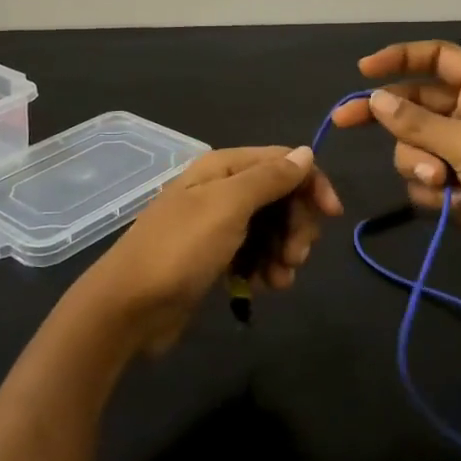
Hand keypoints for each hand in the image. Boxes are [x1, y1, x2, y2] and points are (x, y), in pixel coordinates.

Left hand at [77, 145, 342, 354]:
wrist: (129, 307)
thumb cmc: (180, 250)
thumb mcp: (228, 207)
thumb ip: (269, 178)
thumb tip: (305, 152)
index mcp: (224, 168)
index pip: (283, 161)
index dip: (311, 184)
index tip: (332, 216)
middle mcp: (222, 189)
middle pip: (281, 197)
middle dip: (296, 226)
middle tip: (296, 257)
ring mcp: (218, 225)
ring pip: (271, 229)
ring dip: (283, 252)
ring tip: (277, 280)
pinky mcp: (215, 257)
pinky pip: (254, 254)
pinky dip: (264, 268)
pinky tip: (262, 287)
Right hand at [329, 40, 460, 296]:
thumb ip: (418, 123)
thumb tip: (374, 99)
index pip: (438, 59)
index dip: (400, 59)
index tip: (362, 72)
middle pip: (418, 105)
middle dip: (390, 118)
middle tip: (343, 122)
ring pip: (416, 148)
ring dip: (419, 164)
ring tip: (442, 183)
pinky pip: (427, 181)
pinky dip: (432, 192)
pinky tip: (453, 205)